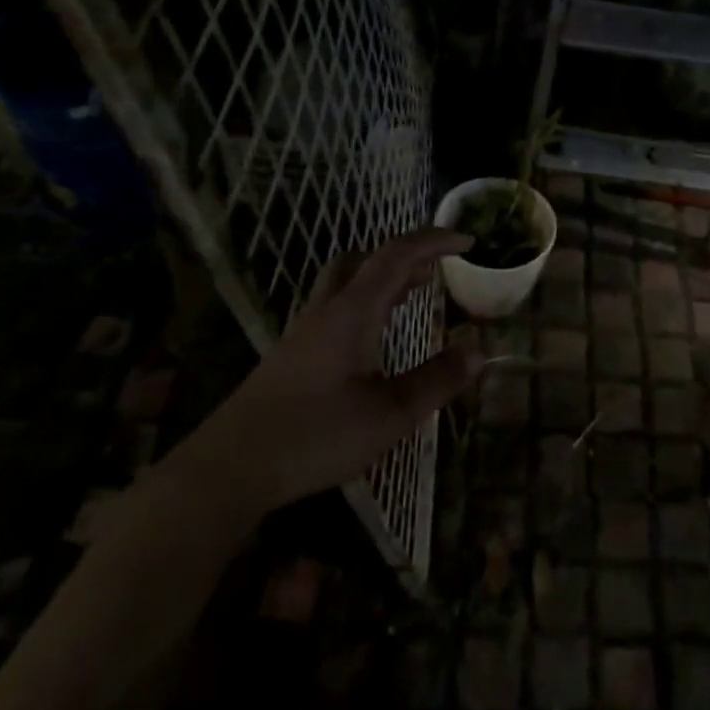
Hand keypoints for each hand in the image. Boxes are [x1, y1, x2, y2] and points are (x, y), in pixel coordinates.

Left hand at [207, 228, 484, 511]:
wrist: (230, 468)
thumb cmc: (315, 436)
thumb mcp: (389, 415)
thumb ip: (436, 381)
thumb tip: (479, 350)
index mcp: (351, 312)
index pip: (396, 256)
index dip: (433, 241)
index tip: (467, 241)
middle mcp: (325, 311)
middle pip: (364, 259)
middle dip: (404, 255)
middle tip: (436, 270)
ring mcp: (303, 332)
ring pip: (345, 282)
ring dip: (382, 278)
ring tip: (412, 294)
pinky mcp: (292, 355)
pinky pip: (335, 307)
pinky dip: (365, 302)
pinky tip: (372, 337)